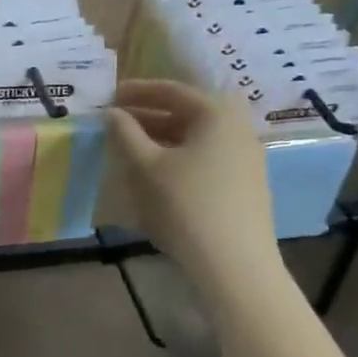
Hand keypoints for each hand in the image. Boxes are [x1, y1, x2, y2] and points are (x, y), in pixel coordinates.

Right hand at [108, 80, 280, 286]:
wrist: (235, 266)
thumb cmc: (186, 204)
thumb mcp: (146, 165)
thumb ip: (125, 133)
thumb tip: (113, 112)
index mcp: (217, 114)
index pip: (172, 91)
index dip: (138, 91)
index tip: (111, 95)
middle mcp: (237, 129)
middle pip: (187, 113)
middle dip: (149, 115)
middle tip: (117, 122)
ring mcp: (246, 158)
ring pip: (196, 138)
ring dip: (162, 138)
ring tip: (131, 148)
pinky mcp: (246, 185)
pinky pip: (206, 157)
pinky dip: (179, 156)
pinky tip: (157, 173)